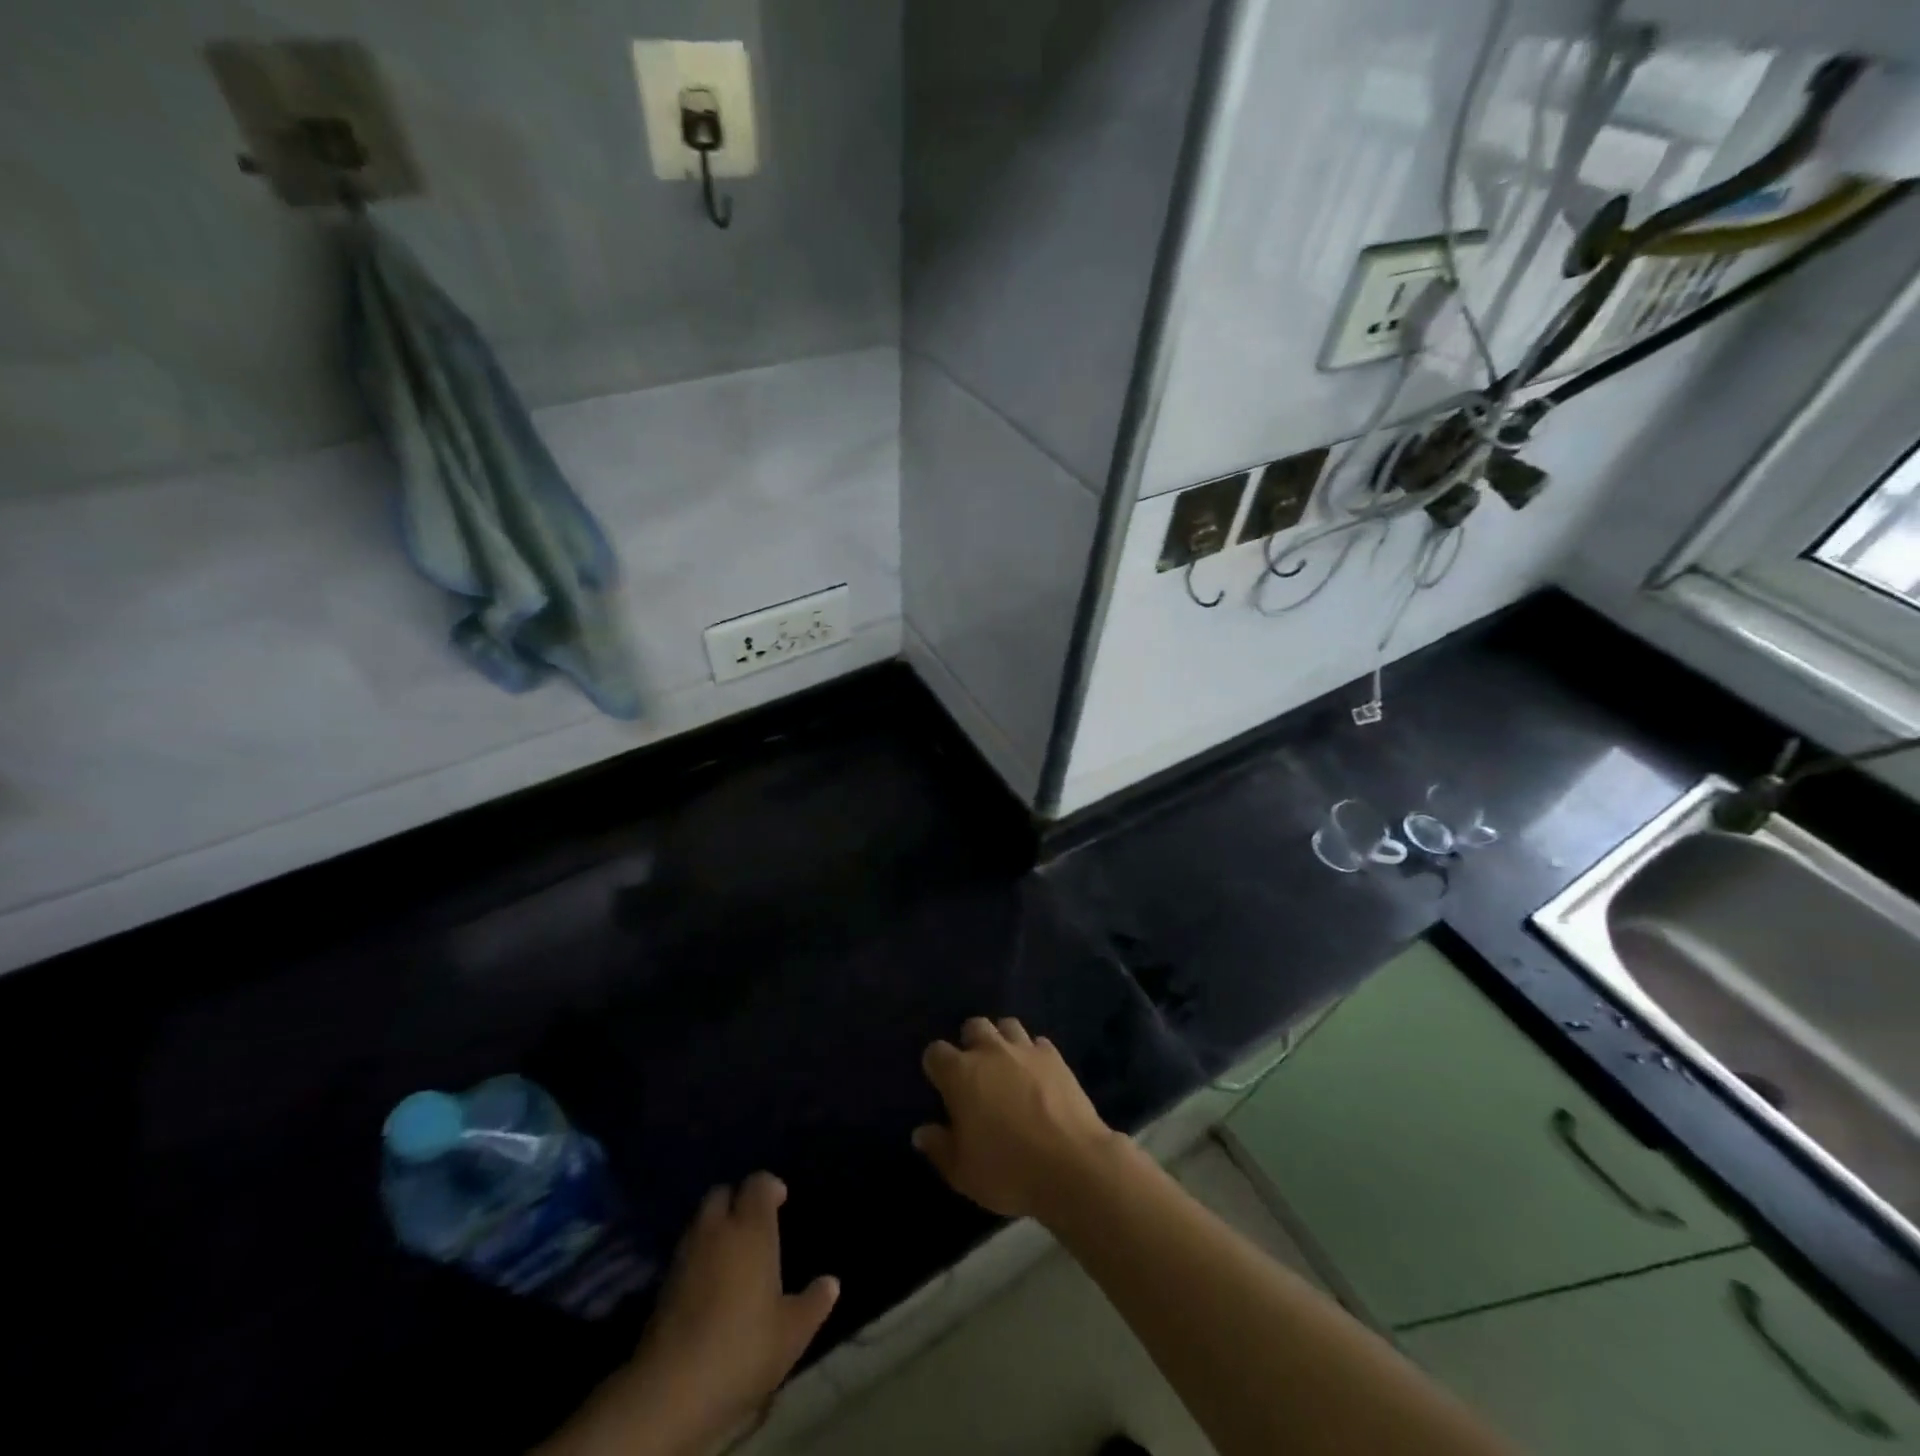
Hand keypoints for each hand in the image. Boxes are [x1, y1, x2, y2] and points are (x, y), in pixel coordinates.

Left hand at [541, 1173, 837, 1455]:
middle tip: (754, 1225)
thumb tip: (831, 1282)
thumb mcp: (792, 1332)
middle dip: (737, 1200)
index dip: (770, 1187)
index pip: (757, 1184)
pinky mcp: (663, 1284)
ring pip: (700, 1221)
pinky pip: (686, 1251)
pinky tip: (710, 1283)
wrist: (671, 1389)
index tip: (781, 1201)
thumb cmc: (743, 1347)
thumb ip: (814, 1302)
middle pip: (722, 1194)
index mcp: (751, 1229)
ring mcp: (685, 1255)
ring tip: (733, 1253)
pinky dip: (699, 1255)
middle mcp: (716, 1230)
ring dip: (715, 1227)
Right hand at [913, 1017, 1123, 1220]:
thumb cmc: (1008, 1171)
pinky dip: (1034, 1054)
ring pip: (1007, 1026)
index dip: (936, 1066)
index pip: (935, 1052)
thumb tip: (921, 1132)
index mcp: (961, 1074)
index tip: (941, 1085)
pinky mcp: (1055, 1056)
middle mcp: (990, 1051)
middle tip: (976, 1073)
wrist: (1072, 1164)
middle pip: (973, 1026)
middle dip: (971, 1043)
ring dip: (1003, 1040)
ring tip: (1007, 1067)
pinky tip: (1038, 1075)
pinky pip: (1038, 1043)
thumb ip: (939, 1148)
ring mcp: (1025, 1049)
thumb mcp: (962, 1172)